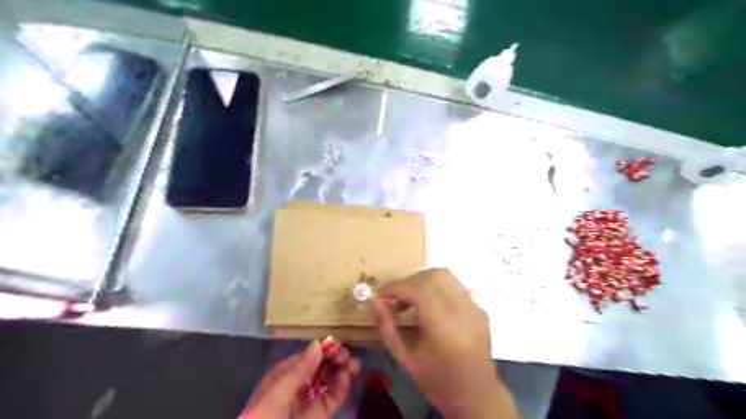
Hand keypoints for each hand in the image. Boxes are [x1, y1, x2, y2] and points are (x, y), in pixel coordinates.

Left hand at [236, 340, 357, 418]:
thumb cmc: (263, 418)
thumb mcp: (278, 394)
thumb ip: (299, 370)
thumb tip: (318, 343)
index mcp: (285, 373)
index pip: (308, 355)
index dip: (323, 348)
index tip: (337, 344)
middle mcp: (299, 383)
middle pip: (321, 365)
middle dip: (335, 358)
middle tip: (347, 357)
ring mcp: (310, 398)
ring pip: (330, 379)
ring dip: (343, 370)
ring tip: (354, 365)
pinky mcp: (320, 414)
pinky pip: (333, 397)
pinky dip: (343, 386)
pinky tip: (348, 379)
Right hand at [372, 269, 520, 418]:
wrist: (478, 397)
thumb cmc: (438, 383)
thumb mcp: (405, 360)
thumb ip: (387, 329)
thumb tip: (375, 301)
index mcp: (445, 330)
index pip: (419, 290)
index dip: (396, 287)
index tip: (381, 295)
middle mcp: (464, 313)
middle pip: (433, 276)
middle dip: (408, 282)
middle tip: (395, 299)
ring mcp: (475, 308)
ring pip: (445, 275)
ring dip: (422, 281)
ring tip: (410, 300)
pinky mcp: (479, 308)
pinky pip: (454, 286)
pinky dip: (435, 287)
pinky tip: (428, 305)